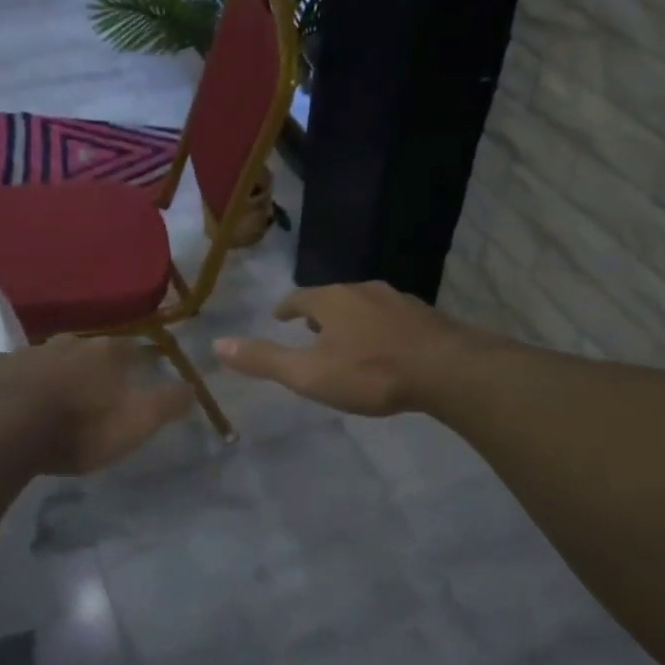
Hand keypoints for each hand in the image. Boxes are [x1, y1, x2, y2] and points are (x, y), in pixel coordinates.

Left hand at [0, 337, 193, 475]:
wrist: (2, 432)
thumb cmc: (78, 428)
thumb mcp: (136, 423)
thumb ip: (168, 403)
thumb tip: (194, 387)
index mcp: (105, 352)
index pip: (132, 348)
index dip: (140, 360)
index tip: (144, 372)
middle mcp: (69, 342)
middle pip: (90, 348)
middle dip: (96, 365)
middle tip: (99, 388)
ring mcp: (28, 352)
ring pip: (51, 357)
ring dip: (58, 371)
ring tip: (59, 396)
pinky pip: (14, 371)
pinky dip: (21, 382)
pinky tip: (18, 400)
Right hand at [214, 281, 488, 416]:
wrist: (447, 370)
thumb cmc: (370, 372)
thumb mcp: (309, 374)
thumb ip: (264, 360)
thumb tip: (217, 344)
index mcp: (331, 300)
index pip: (299, 298)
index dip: (287, 308)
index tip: (279, 316)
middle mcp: (363, 290)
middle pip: (333, 297)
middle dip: (318, 312)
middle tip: (310, 328)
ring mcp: (397, 300)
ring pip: (364, 304)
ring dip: (350, 318)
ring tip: (346, 337)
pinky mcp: (425, 316)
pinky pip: (391, 317)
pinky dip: (379, 327)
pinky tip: (386, 345)